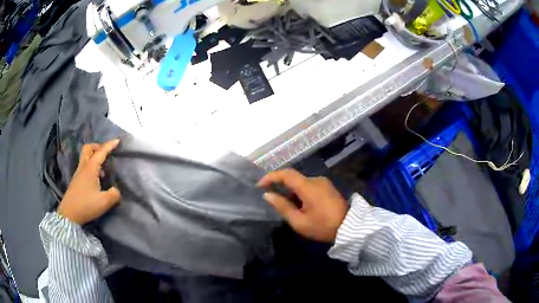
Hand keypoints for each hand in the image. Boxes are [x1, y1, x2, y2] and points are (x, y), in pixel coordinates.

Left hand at [57, 139, 120, 224]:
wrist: (69, 214)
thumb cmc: (86, 205)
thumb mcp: (104, 202)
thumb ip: (114, 194)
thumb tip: (116, 190)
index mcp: (90, 169)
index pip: (101, 152)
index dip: (109, 145)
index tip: (117, 140)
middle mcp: (83, 168)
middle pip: (88, 149)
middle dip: (97, 146)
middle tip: (105, 152)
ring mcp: (78, 174)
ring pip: (85, 157)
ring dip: (94, 157)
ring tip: (103, 169)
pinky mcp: (76, 181)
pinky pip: (84, 166)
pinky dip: (91, 166)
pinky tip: (96, 180)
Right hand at [257, 169, 347, 242]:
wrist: (349, 227)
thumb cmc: (323, 226)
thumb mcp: (299, 221)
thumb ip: (283, 206)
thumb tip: (268, 195)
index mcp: (308, 186)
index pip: (286, 174)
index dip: (271, 177)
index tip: (260, 185)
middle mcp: (316, 179)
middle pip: (293, 178)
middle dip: (280, 185)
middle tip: (271, 198)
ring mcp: (323, 182)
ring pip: (301, 182)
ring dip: (291, 190)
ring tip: (285, 205)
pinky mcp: (328, 187)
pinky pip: (309, 186)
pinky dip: (300, 192)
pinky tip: (299, 205)